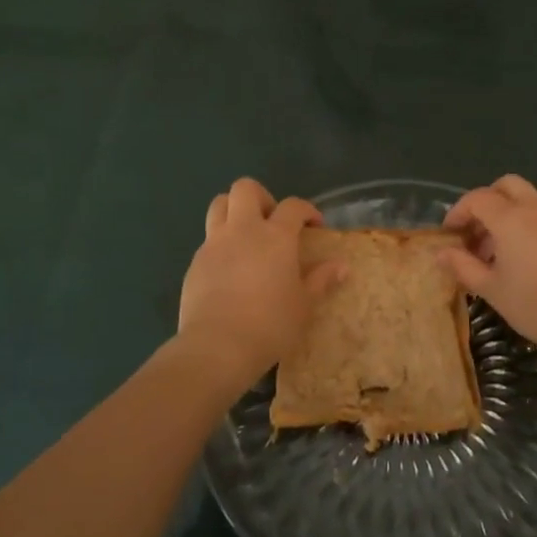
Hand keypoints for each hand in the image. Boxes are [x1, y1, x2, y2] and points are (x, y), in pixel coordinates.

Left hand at [177, 178, 339, 392]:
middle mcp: (243, 229)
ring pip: (219, 205)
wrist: (217, 347)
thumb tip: (342, 266)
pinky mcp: (195, 263)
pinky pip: (208, 240)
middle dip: (262, 197)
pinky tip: (230, 270)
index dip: (306, 210)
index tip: (314, 226)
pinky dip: (221, 244)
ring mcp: (214, 244)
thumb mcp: (304, 305)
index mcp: (275, 236)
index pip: (293, 205)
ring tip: (247, 238)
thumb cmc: (270, 324)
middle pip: (245, 189)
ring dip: (234, 211)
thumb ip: (321, 280)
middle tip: (272, 223)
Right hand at [441, 175, 536, 362]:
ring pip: (524, 200)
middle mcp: (534, 210)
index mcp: (511, 218)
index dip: (458, 212)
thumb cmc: (535, 304)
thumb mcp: (491, 289)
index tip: (448, 235)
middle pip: (506, 186)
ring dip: (503, 215)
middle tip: (473, 232)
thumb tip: (440, 253)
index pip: (477, 198)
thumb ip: (463, 267)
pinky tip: (517, 261)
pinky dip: (522, 225)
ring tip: (491, 254)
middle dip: (484, 202)